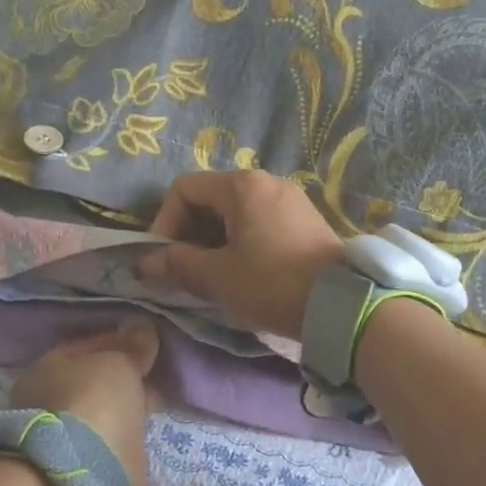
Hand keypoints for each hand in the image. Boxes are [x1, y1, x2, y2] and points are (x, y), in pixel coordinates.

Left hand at [9, 318, 160, 485]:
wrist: (78, 480)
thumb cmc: (91, 404)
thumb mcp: (118, 364)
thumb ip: (131, 347)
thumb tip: (141, 326)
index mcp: (50, 367)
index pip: (92, 345)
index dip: (123, 343)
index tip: (152, 345)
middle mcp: (50, 400)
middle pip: (96, 381)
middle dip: (125, 378)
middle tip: (158, 376)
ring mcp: (63, 438)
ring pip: (103, 414)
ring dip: (125, 410)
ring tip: (156, 407)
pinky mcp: (81, 471)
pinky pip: (110, 443)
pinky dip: (125, 439)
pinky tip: (145, 436)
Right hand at [140, 170, 344, 340]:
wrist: (341, 304)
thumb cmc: (271, 283)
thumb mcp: (217, 276)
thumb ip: (176, 264)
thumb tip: (144, 263)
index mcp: (241, 186)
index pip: (184, 189)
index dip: (164, 221)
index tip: (164, 257)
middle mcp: (266, 181)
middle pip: (210, 197)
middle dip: (188, 232)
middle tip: (184, 269)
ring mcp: (289, 198)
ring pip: (235, 211)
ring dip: (213, 239)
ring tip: (211, 274)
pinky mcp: (304, 218)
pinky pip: (259, 220)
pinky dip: (240, 239)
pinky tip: (243, 270)